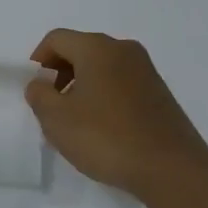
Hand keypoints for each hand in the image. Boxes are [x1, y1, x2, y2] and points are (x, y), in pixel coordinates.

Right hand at [25, 30, 207, 197]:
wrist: (171, 168)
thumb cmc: (107, 138)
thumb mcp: (57, 120)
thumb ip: (39, 95)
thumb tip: (40, 83)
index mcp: (97, 48)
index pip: (56, 39)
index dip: (39, 60)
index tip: (35, 89)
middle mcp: (123, 49)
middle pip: (80, 49)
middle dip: (60, 73)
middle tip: (52, 105)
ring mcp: (145, 69)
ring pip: (102, 66)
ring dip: (83, 84)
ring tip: (77, 120)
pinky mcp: (159, 91)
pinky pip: (121, 81)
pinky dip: (105, 94)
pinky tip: (103, 127)